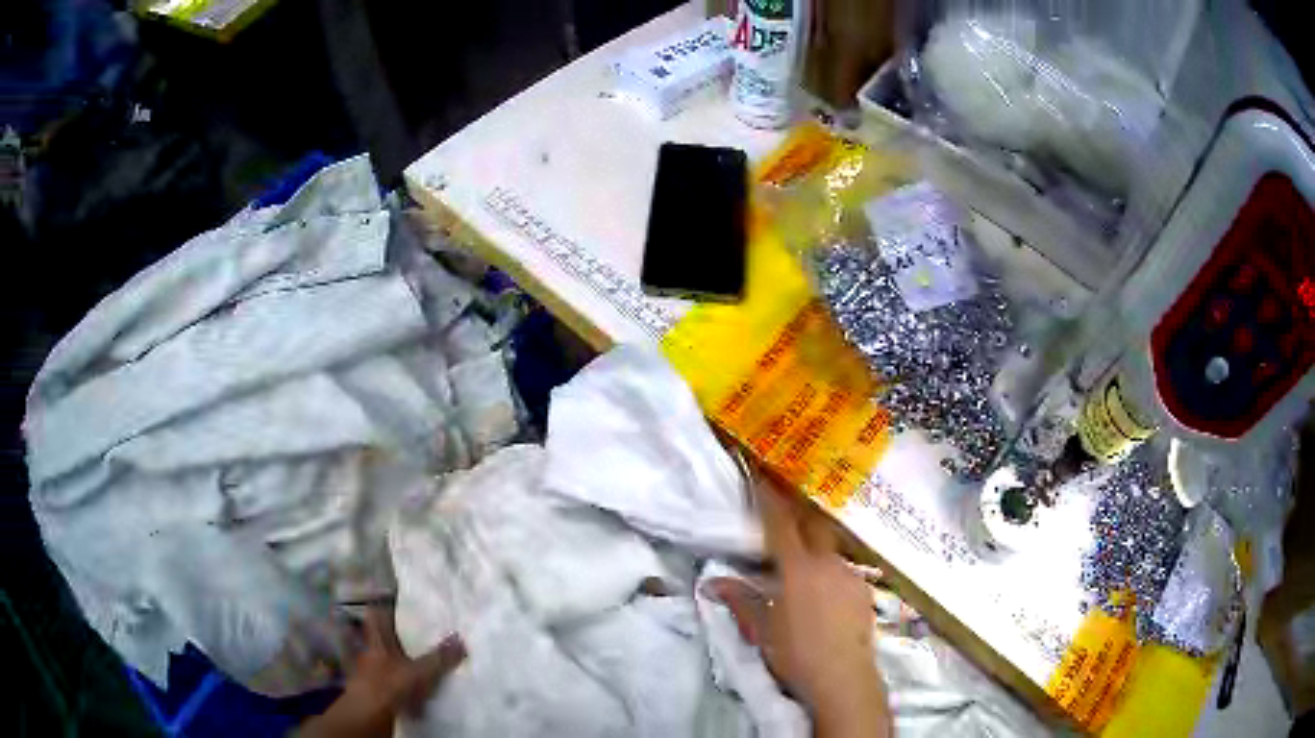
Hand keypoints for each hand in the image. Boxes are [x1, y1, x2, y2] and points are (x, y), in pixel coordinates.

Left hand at [299, 607, 465, 737]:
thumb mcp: (420, 672)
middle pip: (378, 636)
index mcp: (377, 640)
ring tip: (412, 658)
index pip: (375, 615)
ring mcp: (367, 671)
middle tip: (410, 629)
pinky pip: (384, 678)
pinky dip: (394, 679)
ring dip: (393, 658)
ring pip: (380, 658)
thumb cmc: (390, 684)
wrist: (368, 713)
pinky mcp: (371, 689)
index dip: (382, 605)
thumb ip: (439, 658)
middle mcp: (369, 651)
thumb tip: (461, 639)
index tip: (392, 597)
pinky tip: (407, 684)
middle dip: (391, 634)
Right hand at [707, 481, 889, 737]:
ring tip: (803, 563)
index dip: (769, 498)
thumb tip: (713, 582)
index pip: (780, 524)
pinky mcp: (864, 591)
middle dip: (798, 511)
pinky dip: (829, 570)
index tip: (761, 475)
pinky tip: (824, 591)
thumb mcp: (762, 629)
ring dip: (814, 546)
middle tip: (784, 506)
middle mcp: (827, 563)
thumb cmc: (796, 654)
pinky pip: (843, 570)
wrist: (844, 678)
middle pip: (813, 524)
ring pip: (829, 549)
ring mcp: (850, 575)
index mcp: (798, 569)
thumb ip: (741, 600)